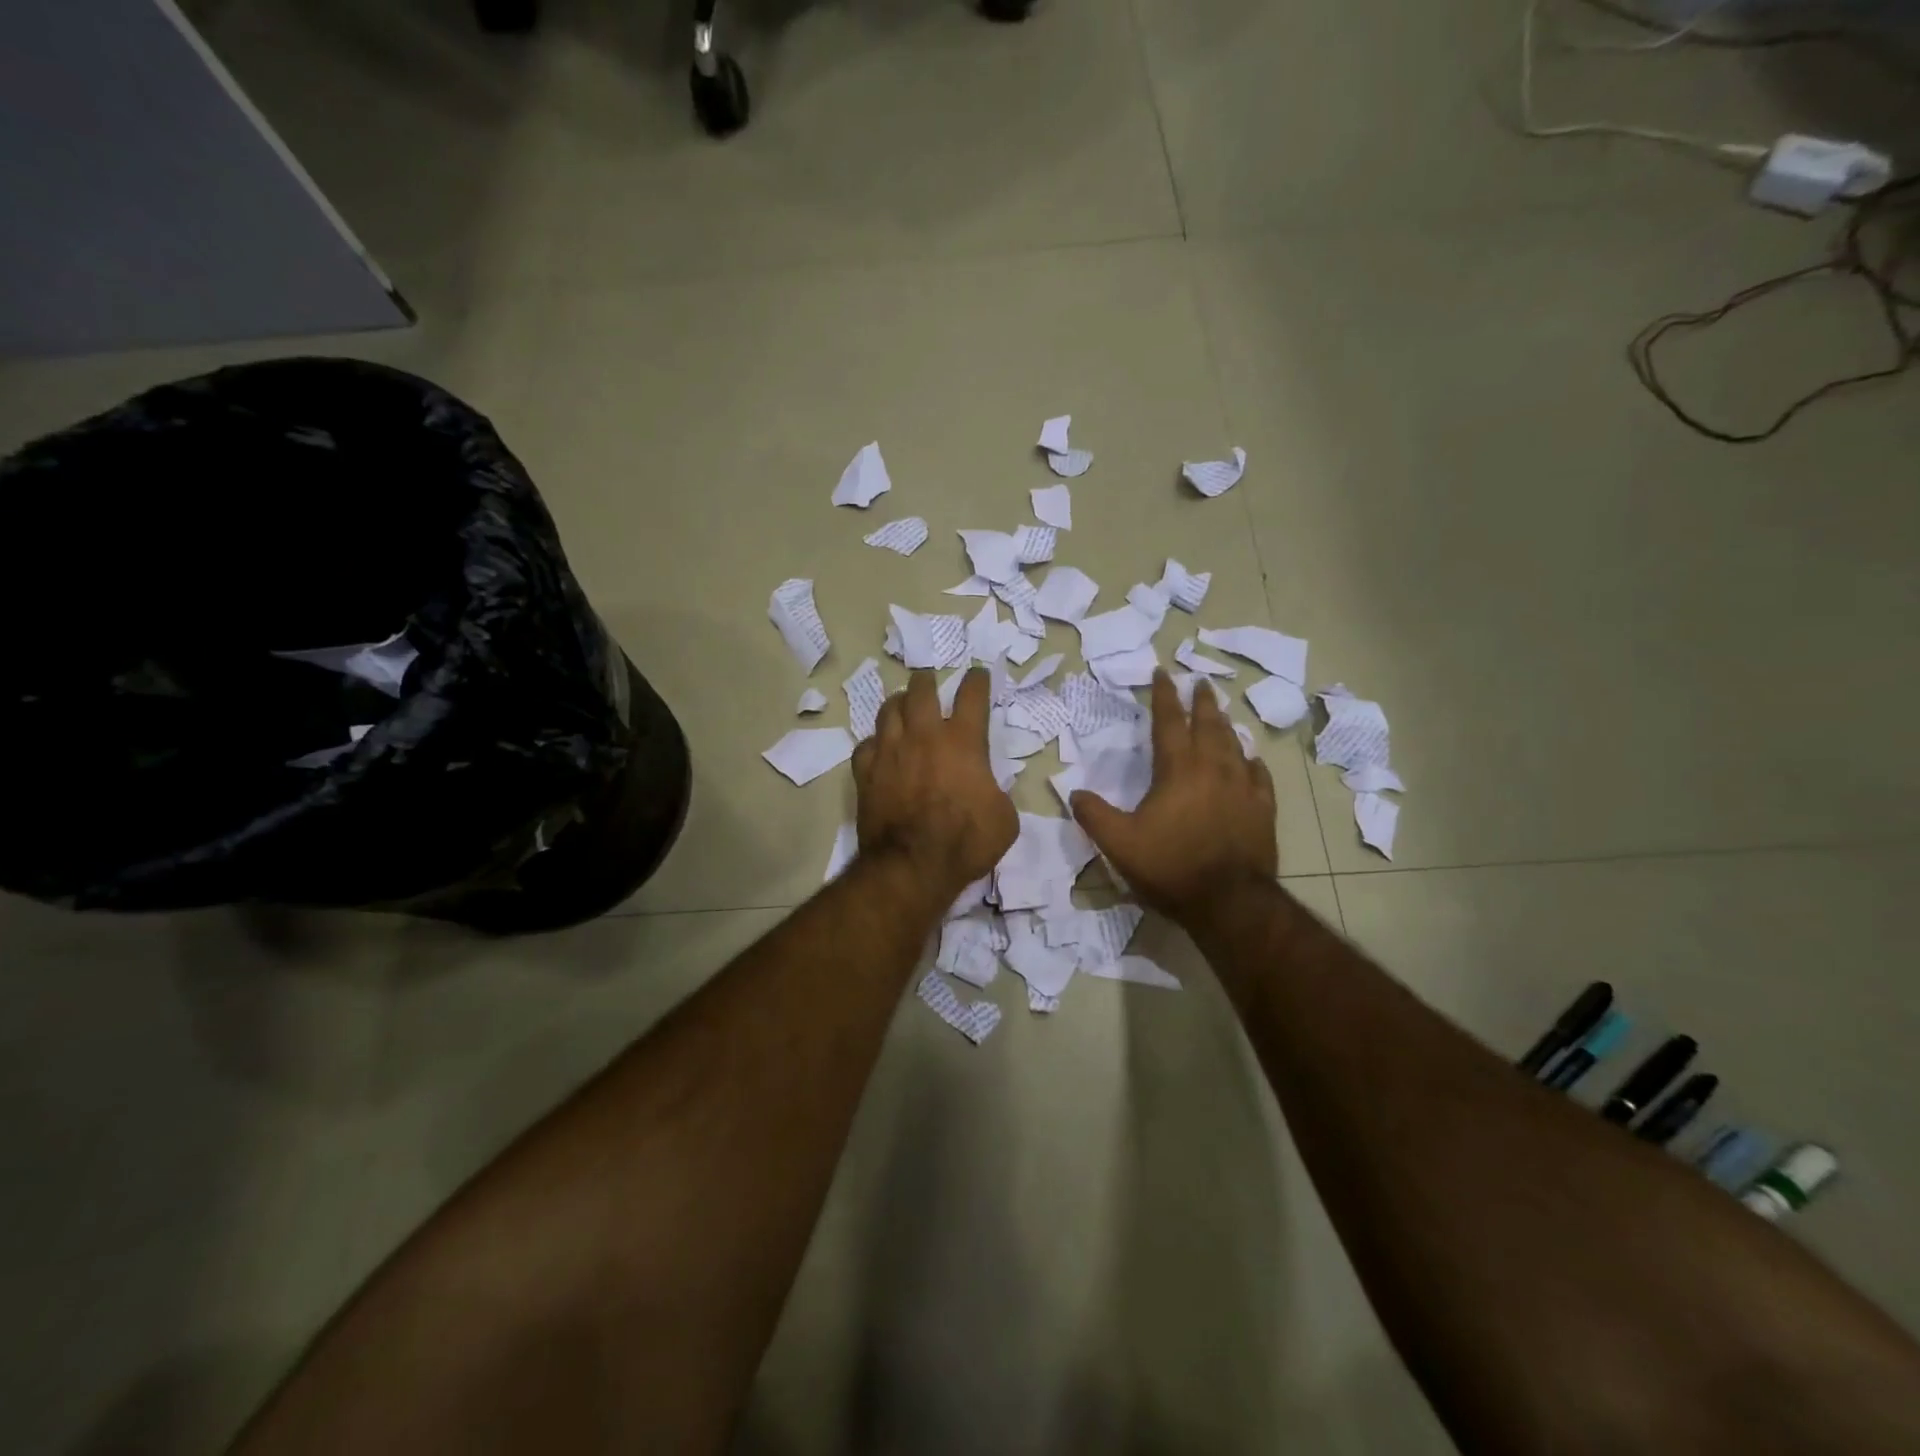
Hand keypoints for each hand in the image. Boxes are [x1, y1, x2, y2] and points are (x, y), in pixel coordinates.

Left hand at [852, 668, 1017, 907]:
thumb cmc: (966, 841)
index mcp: (963, 741)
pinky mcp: (865, 773)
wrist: (912, 866)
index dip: (977, 680)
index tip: (977, 675)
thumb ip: (996, 793)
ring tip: (902, 705)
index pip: (972, 696)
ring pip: (888, 711)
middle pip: (921, 691)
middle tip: (929, 682)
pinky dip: (874, 743)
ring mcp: (890, 752)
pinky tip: (879, 749)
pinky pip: (865, 745)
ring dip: (898, 704)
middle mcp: (924, 736)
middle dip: (926, 682)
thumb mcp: (1004, 819)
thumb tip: (986, 790)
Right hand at [1071, 671, 1276, 928]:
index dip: (1164, 696)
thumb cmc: (1171, 866)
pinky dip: (1251, 762)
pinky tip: (1251, 759)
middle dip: (1201, 702)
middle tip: (1199, 683)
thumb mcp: (1119, 844)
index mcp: (1178, 770)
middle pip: (1208, 724)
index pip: (1169, 722)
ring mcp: (1243, 788)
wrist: (1229, 902)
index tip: (1163, 673)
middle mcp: (1213, 769)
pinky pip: (1259, 775)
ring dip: (1225, 725)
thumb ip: (1094, 815)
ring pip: (1234, 745)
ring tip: (1221, 713)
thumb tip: (1074, 794)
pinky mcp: (1262, 809)